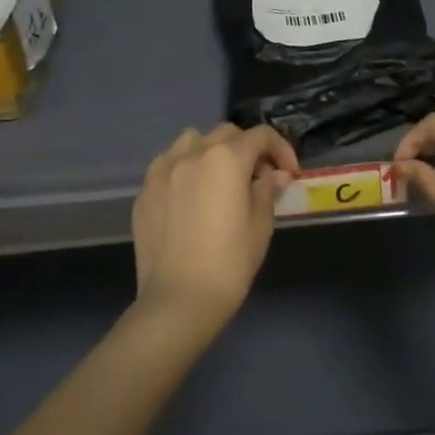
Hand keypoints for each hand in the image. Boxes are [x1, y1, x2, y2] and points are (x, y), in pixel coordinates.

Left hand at [131, 123, 297, 327]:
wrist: (178, 301)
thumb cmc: (230, 262)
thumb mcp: (261, 224)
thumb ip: (268, 190)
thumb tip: (275, 174)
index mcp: (226, 158)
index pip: (261, 136)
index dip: (281, 150)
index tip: (289, 174)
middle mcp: (193, 153)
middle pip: (227, 134)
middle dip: (248, 149)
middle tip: (258, 177)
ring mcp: (163, 170)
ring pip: (192, 140)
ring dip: (212, 150)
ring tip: (220, 178)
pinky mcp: (145, 191)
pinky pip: (168, 165)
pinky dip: (185, 169)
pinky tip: (191, 196)